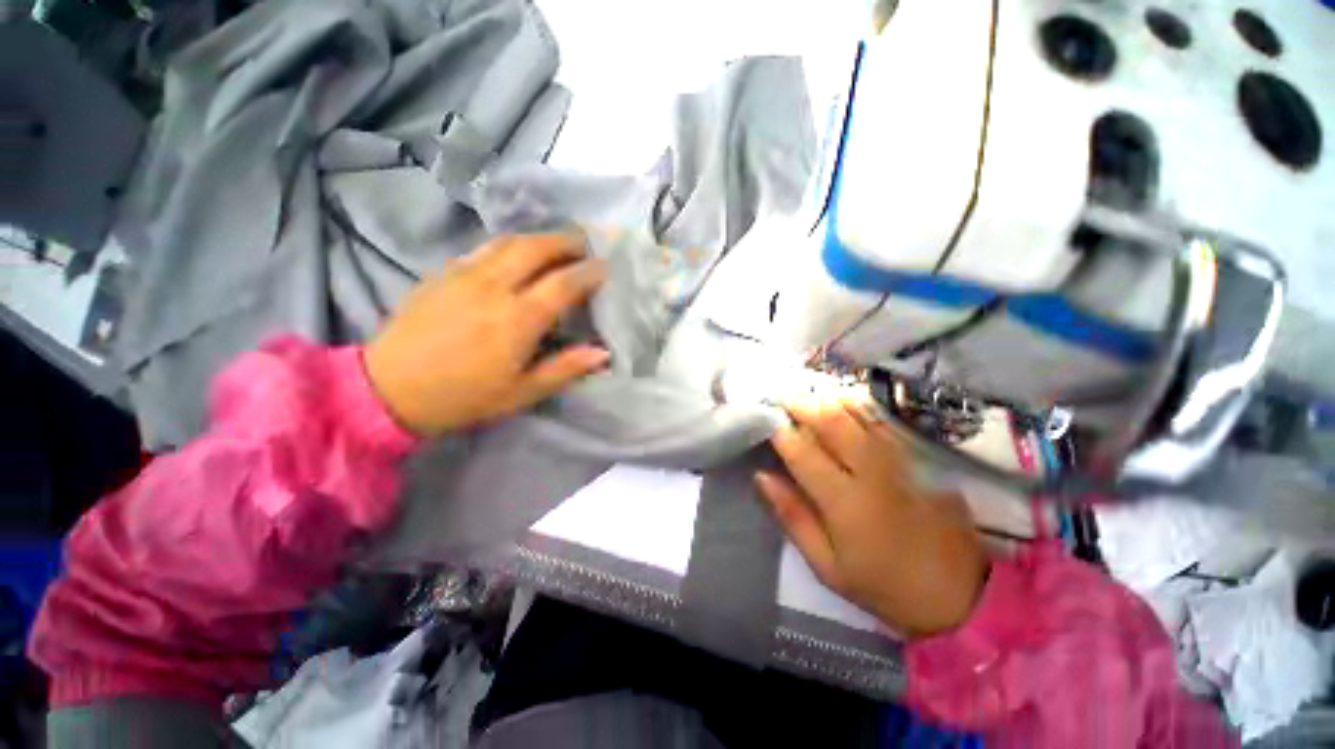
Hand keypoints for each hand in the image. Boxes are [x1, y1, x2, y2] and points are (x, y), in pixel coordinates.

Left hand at [365, 233, 609, 436]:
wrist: (388, 388)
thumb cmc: (464, 396)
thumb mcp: (522, 392)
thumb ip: (565, 368)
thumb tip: (603, 353)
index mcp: (518, 319)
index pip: (564, 282)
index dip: (589, 272)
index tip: (605, 268)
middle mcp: (495, 287)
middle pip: (537, 248)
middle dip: (567, 241)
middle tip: (585, 243)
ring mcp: (465, 274)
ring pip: (510, 241)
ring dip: (539, 238)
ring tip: (556, 244)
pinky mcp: (444, 272)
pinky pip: (484, 247)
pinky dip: (510, 244)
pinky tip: (516, 254)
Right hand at [756, 395, 989, 638]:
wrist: (963, 595)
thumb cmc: (885, 586)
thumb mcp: (828, 567)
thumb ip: (793, 516)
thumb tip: (762, 476)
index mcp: (844, 501)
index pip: (801, 451)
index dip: (779, 432)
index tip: (765, 424)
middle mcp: (871, 471)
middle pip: (831, 421)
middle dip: (801, 405)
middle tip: (783, 402)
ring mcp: (900, 459)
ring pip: (857, 412)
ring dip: (827, 400)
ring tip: (808, 399)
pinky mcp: (921, 456)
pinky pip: (882, 419)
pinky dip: (857, 406)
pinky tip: (842, 404)